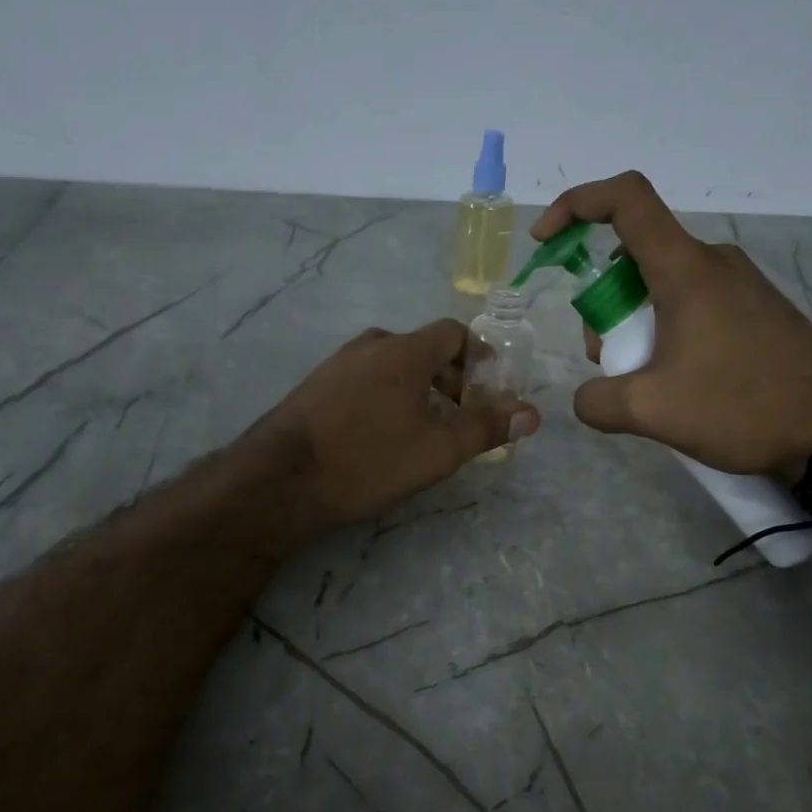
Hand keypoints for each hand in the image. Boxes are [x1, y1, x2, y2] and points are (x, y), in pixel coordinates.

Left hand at [255, 320, 539, 528]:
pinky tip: (381, 432)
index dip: (479, 356)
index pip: (454, 332)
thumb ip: (485, 428)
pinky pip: (365, 378)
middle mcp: (371, 344)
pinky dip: (386, 394)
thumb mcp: (437, 451)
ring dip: (418, 387)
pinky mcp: (316, 385)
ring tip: (425, 427)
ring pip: (392, 364)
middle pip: (423, 348)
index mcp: (405, 350)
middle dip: (451, 377)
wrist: (281, 479)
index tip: (490, 388)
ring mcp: (338, 362)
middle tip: (462, 414)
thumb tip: (531, 413)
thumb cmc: (368, 460)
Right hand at [531, 171, 811, 478]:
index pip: (625, 200)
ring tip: (642, 379)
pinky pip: (689, 302)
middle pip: (633, 255)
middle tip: (607, 358)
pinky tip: (674, 379)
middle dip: (602, 302)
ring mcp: (737, 284)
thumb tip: (586, 397)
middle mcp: (711, 262)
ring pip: (660, 283)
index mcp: (684, 269)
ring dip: (632, 322)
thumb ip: (597, 400)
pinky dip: (663, 329)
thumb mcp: (651, 410)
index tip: (546, 241)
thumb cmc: (740, 405)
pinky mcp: (753, 308)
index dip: (576, 204)